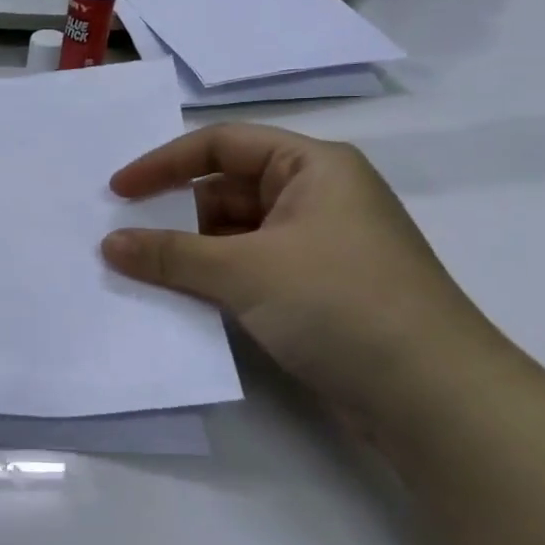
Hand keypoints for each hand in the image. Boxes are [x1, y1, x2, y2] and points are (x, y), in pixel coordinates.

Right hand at [101, 125, 501, 419]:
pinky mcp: (318, 290)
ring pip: (237, 233)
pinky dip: (216, 278)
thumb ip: (171, 255)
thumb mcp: (246, 271)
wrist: (435, 399)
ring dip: (192, 251)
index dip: (164, 163)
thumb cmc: (341, 304)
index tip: (118, 192)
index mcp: (313, 166)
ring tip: (143, 271)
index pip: (222, 144)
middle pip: (227, 189)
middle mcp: (318, 196)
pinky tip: (182, 298)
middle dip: (175, 212)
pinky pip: (251, 268)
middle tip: (124, 237)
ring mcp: (320, 246)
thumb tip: (109, 244)